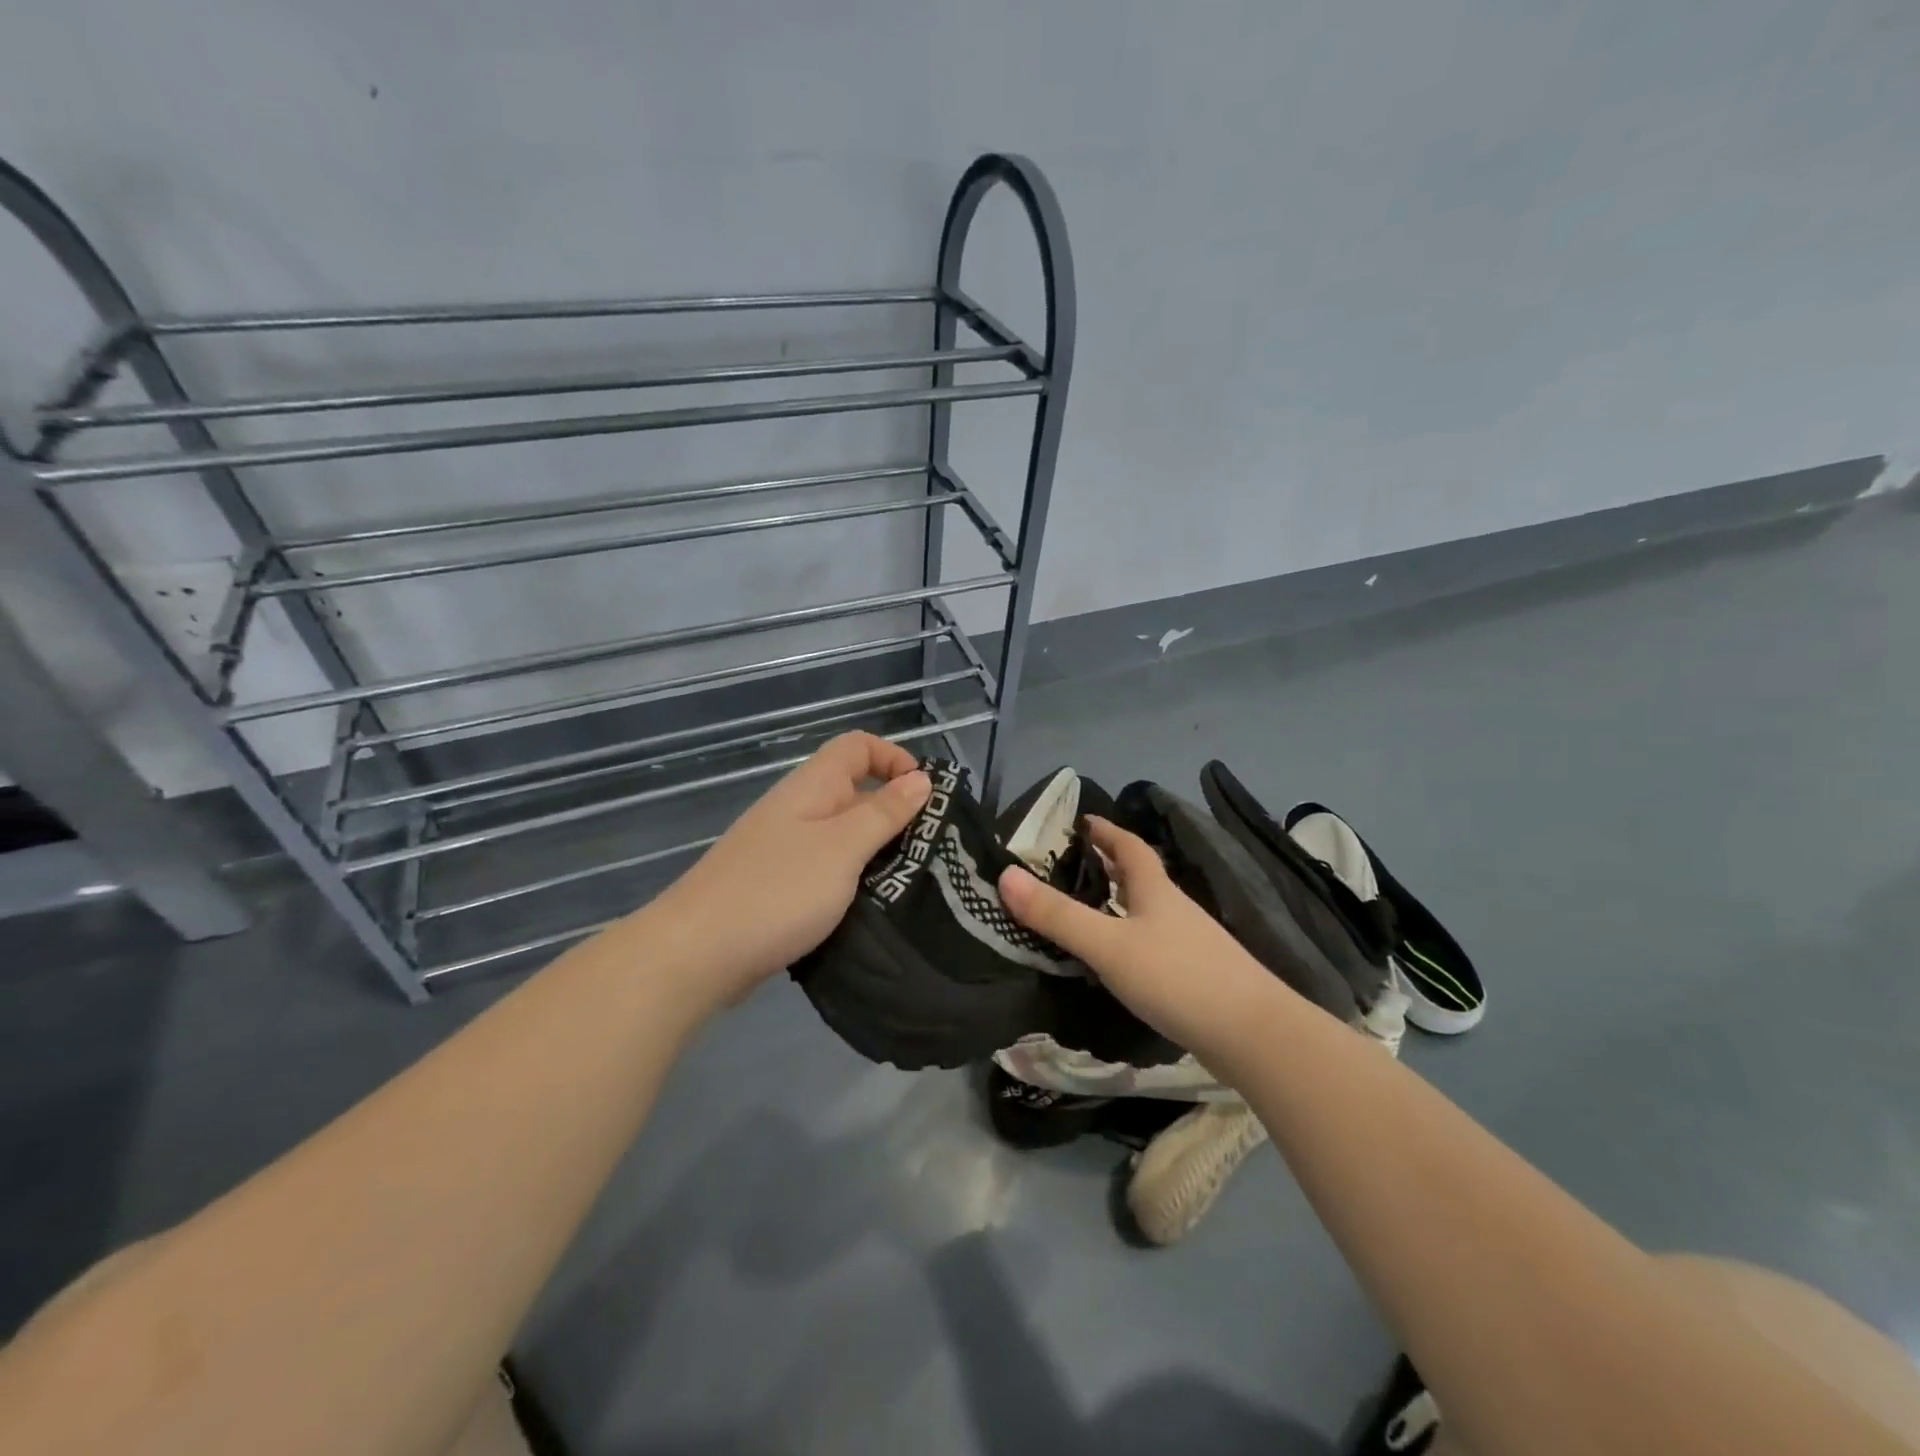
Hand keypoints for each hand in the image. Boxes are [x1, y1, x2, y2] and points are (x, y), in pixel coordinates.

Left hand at [651, 732, 929, 1007]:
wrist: (696, 954)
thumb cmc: (777, 891)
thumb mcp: (842, 848)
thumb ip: (883, 813)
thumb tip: (920, 779)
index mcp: (812, 787)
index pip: (858, 746)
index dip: (895, 758)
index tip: (926, 797)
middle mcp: (798, 809)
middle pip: (854, 791)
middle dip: (895, 813)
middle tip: (931, 850)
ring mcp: (785, 850)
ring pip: (843, 836)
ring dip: (877, 853)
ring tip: (912, 883)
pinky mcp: (779, 888)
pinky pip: (827, 871)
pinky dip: (853, 882)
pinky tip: (872, 909)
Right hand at [998, 816, 1288, 1055]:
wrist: (1254, 1035)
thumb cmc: (1178, 977)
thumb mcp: (1108, 945)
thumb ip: (1058, 915)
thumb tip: (1005, 875)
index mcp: (1156, 891)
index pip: (1130, 847)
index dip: (1106, 831)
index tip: (1083, 820)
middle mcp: (1175, 910)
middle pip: (1141, 877)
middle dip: (1110, 865)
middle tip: (1074, 863)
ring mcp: (1190, 945)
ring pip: (1148, 912)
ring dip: (1121, 903)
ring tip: (1089, 909)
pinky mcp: (1197, 978)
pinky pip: (1155, 944)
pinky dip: (1131, 939)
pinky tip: (1120, 961)